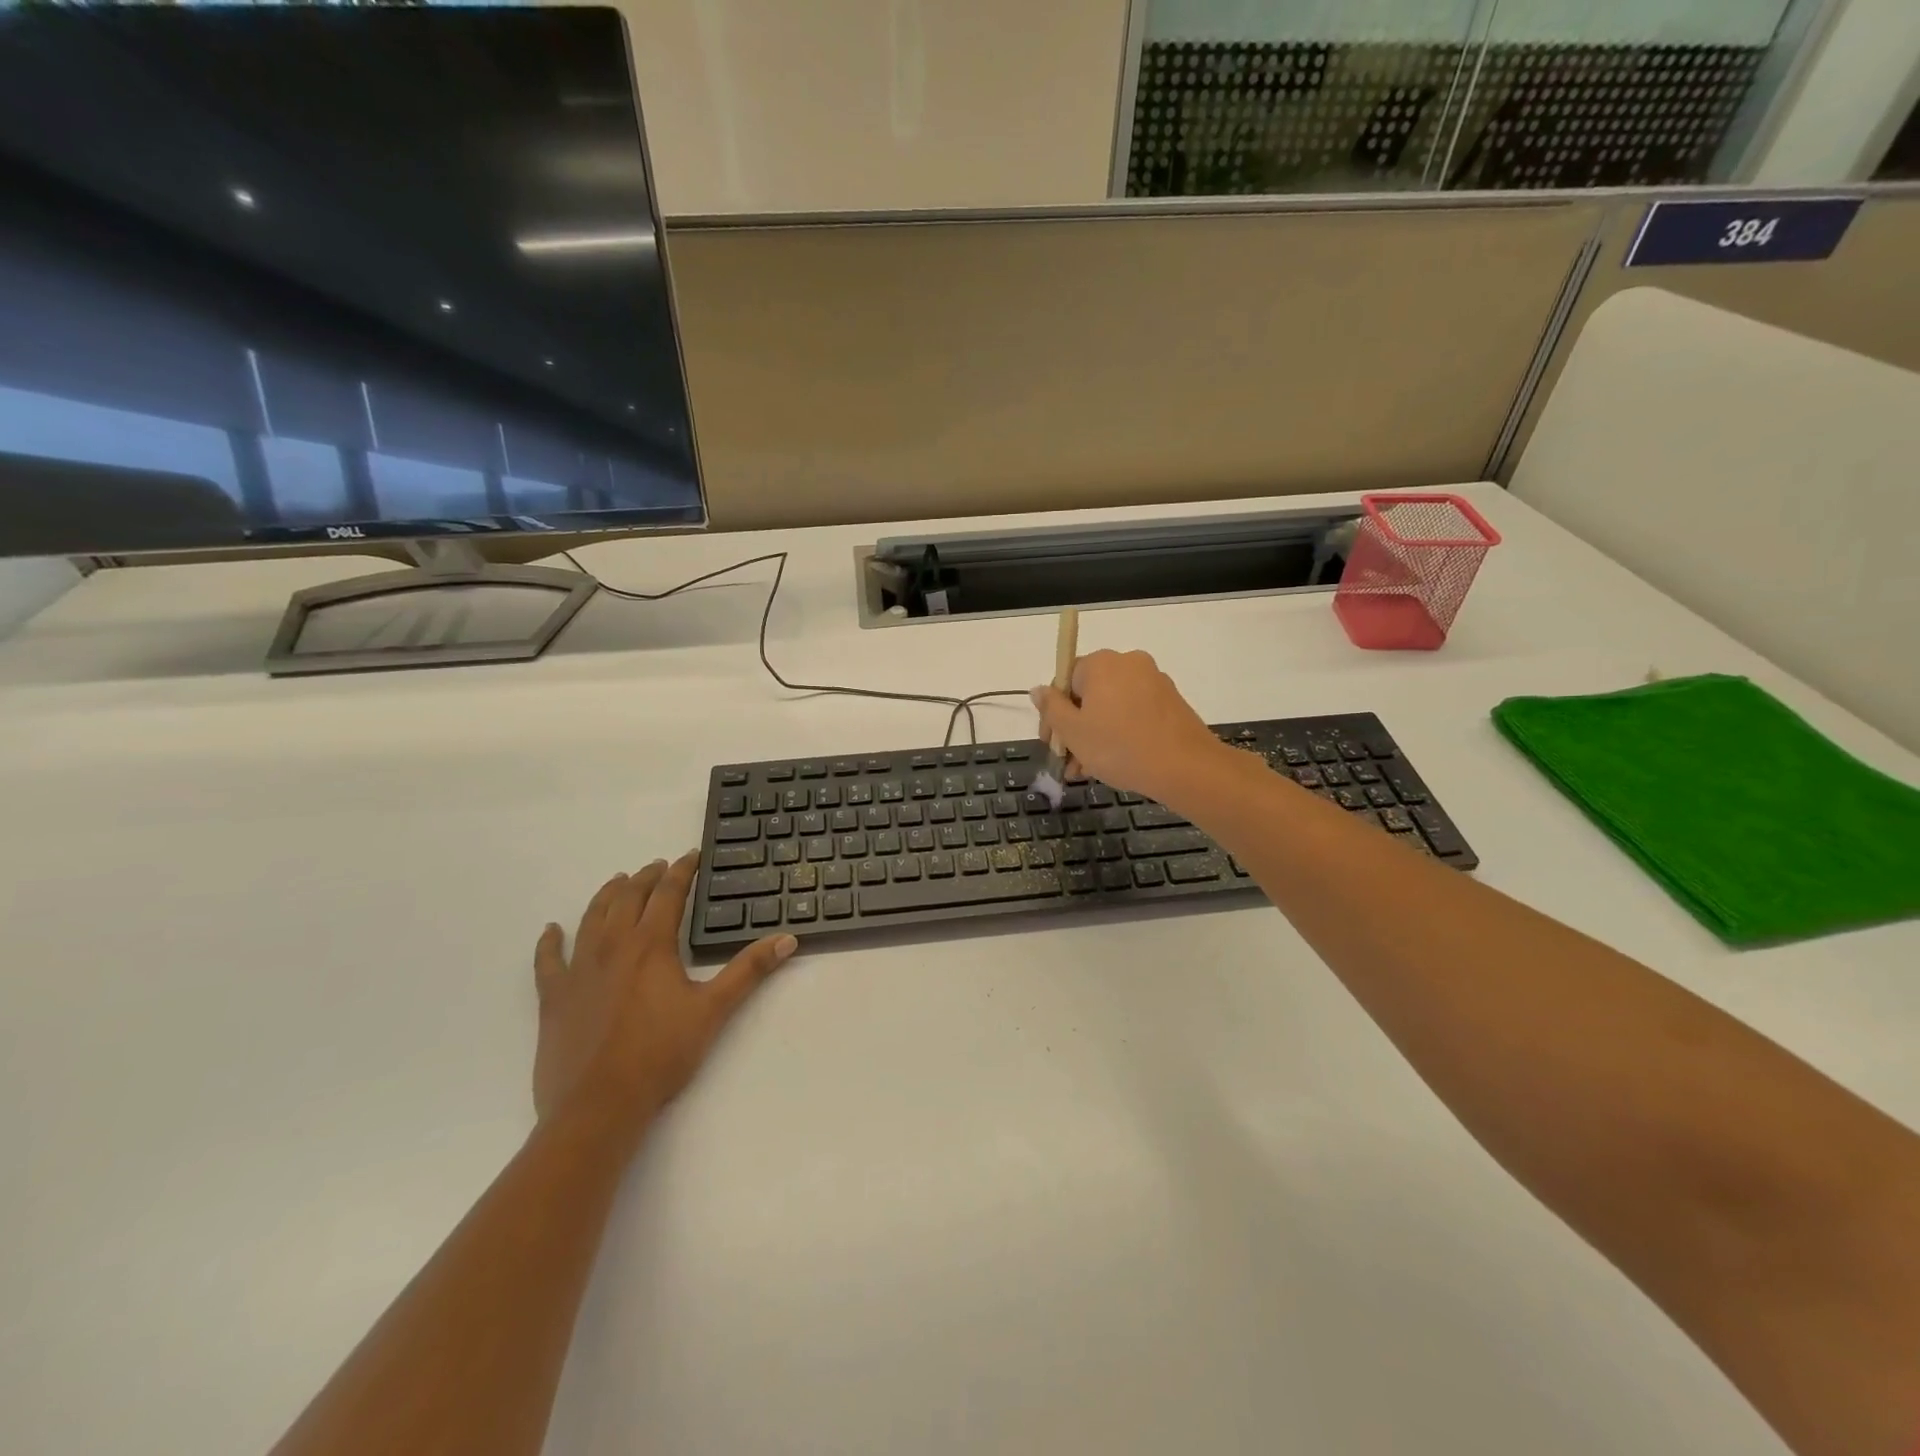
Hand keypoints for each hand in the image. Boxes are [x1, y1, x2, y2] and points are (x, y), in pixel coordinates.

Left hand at [532, 853, 796, 1139]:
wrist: (599, 1105)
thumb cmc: (661, 1054)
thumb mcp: (714, 1009)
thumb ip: (749, 970)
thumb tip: (787, 939)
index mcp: (651, 945)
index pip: (668, 894)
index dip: (681, 871)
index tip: (691, 856)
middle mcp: (613, 946)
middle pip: (628, 898)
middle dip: (646, 877)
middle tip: (658, 867)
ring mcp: (578, 970)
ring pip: (592, 918)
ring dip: (607, 895)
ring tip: (618, 881)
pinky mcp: (554, 997)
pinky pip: (548, 960)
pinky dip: (549, 942)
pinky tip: (551, 931)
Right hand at [1031, 649, 1227, 804]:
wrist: (1186, 767)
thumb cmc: (1119, 747)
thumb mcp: (1074, 732)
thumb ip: (1051, 708)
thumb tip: (1038, 689)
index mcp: (1101, 663)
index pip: (1064, 679)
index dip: (1052, 714)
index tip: (1050, 743)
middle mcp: (1128, 663)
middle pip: (1088, 694)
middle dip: (1074, 728)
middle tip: (1067, 762)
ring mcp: (1153, 681)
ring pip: (1111, 707)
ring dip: (1094, 735)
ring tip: (1087, 771)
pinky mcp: (1171, 702)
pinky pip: (1133, 713)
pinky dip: (1119, 733)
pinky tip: (1113, 763)